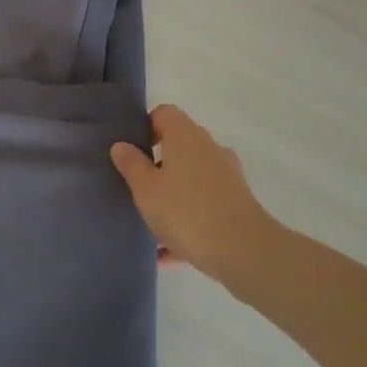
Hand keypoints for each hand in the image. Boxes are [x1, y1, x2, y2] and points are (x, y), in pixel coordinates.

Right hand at [110, 105, 275, 282]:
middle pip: (178, 145)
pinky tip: (168, 252)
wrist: (245, 252)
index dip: (145, 127)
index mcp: (185, 136)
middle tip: (137, 187)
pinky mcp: (237, 203)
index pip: (164, 113)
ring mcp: (227, 175)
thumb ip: (132, 165)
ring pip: (191, 178)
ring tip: (151, 222)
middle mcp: (209, 148)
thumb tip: (121, 145)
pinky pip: (204, 205)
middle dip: (157, 164)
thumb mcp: (146, 189)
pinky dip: (187, 220)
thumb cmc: (187, 212)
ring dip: (172, 194)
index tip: (131, 152)